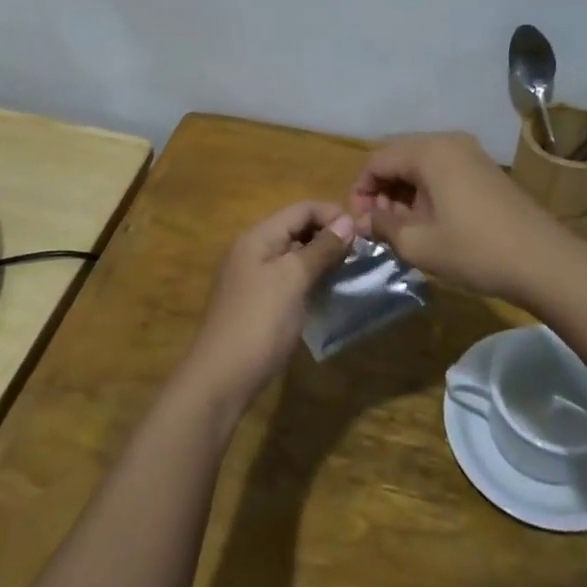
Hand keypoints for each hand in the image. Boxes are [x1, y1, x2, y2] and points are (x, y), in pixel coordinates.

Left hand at [180, 202, 354, 414]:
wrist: (222, 378)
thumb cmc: (259, 322)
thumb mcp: (293, 279)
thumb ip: (320, 249)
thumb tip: (347, 222)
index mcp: (258, 236)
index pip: (302, 209)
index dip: (333, 214)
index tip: (365, 233)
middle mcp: (253, 250)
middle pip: (297, 228)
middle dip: (329, 235)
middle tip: (362, 253)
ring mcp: (254, 277)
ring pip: (294, 254)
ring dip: (322, 258)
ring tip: (352, 270)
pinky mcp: (258, 301)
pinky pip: (289, 278)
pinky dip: (310, 278)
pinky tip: (329, 291)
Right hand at [350, 132, 576, 302]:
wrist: (545, 261)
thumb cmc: (476, 251)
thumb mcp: (419, 243)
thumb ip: (382, 226)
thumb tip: (362, 221)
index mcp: (430, 151)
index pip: (377, 160)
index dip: (360, 190)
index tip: (360, 224)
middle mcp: (449, 141)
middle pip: (398, 157)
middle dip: (382, 190)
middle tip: (379, 227)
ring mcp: (471, 154)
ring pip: (421, 165)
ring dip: (403, 192)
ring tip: (402, 229)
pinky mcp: (485, 170)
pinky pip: (443, 171)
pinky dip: (426, 191)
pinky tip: (429, 222)